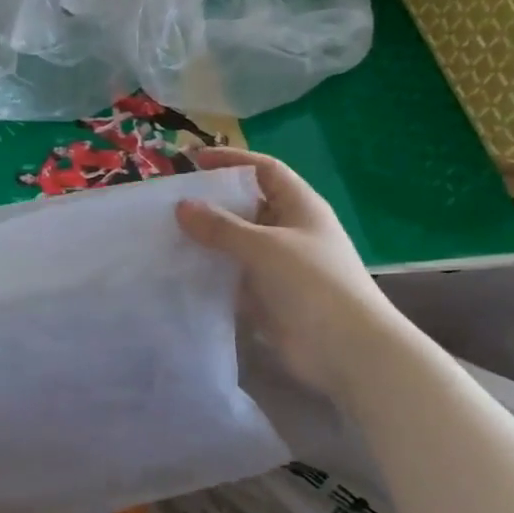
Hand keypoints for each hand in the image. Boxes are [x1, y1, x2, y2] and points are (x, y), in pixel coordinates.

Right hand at [175, 147, 410, 398]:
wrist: (347, 351)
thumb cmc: (312, 284)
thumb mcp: (264, 246)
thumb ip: (221, 226)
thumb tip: (182, 206)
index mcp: (300, 207)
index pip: (265, 170)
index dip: (232, 161)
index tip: (194, 161)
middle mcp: (289, 231)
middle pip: (247, 206)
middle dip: (212, 202)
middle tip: (171, 202)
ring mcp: (278, 266)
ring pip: (236, 243)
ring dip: (207, 239)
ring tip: (166, 234)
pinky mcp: (266, 296)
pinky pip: (232, 275)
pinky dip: (210, 271)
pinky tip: (179, 270)